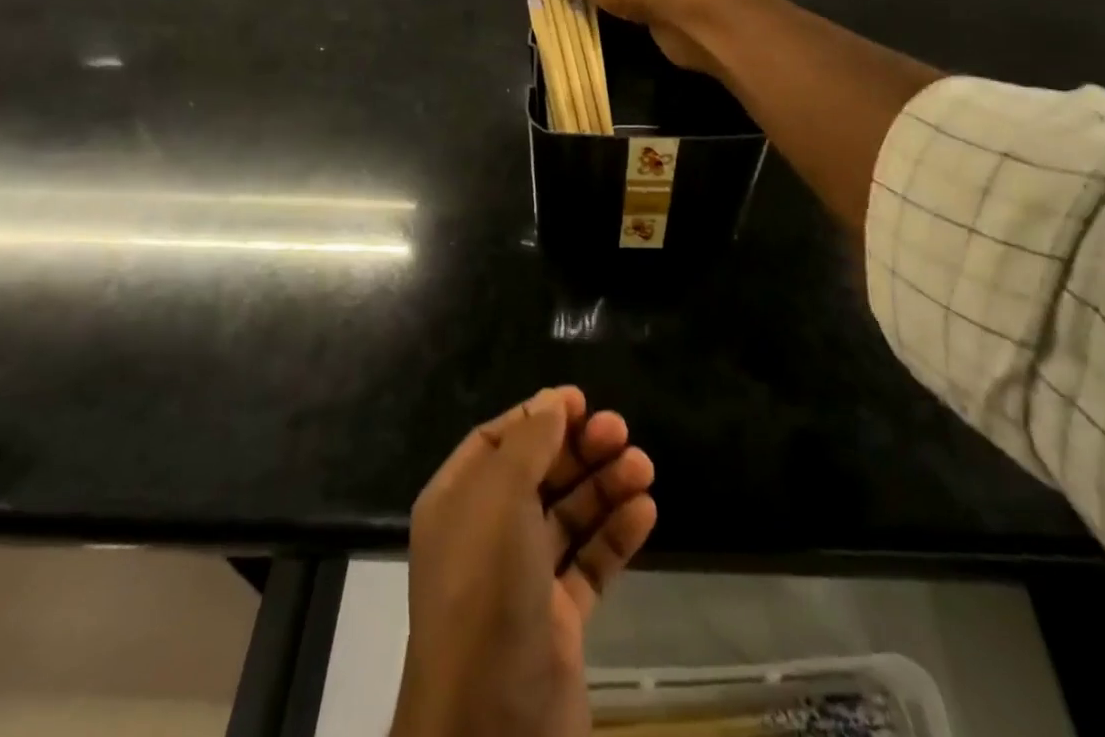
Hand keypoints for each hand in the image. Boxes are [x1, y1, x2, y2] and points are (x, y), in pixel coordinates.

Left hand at [392, 387, 656, 736]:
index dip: (539, 417)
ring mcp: (522, 579)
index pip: (498, 441)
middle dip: (580, 449)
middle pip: (539, 473)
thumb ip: (529, 443)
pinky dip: (616, 536)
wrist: (490, 731)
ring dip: (606, 487)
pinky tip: (645, 513)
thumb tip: (553, 400)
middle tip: (622, 432)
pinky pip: (590, 563)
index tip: (582, 402)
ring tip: (644, 468)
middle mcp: (487, 535)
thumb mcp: (500, 501)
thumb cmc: (486, 592)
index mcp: (458, 502)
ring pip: (569, 516)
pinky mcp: (558, 620)